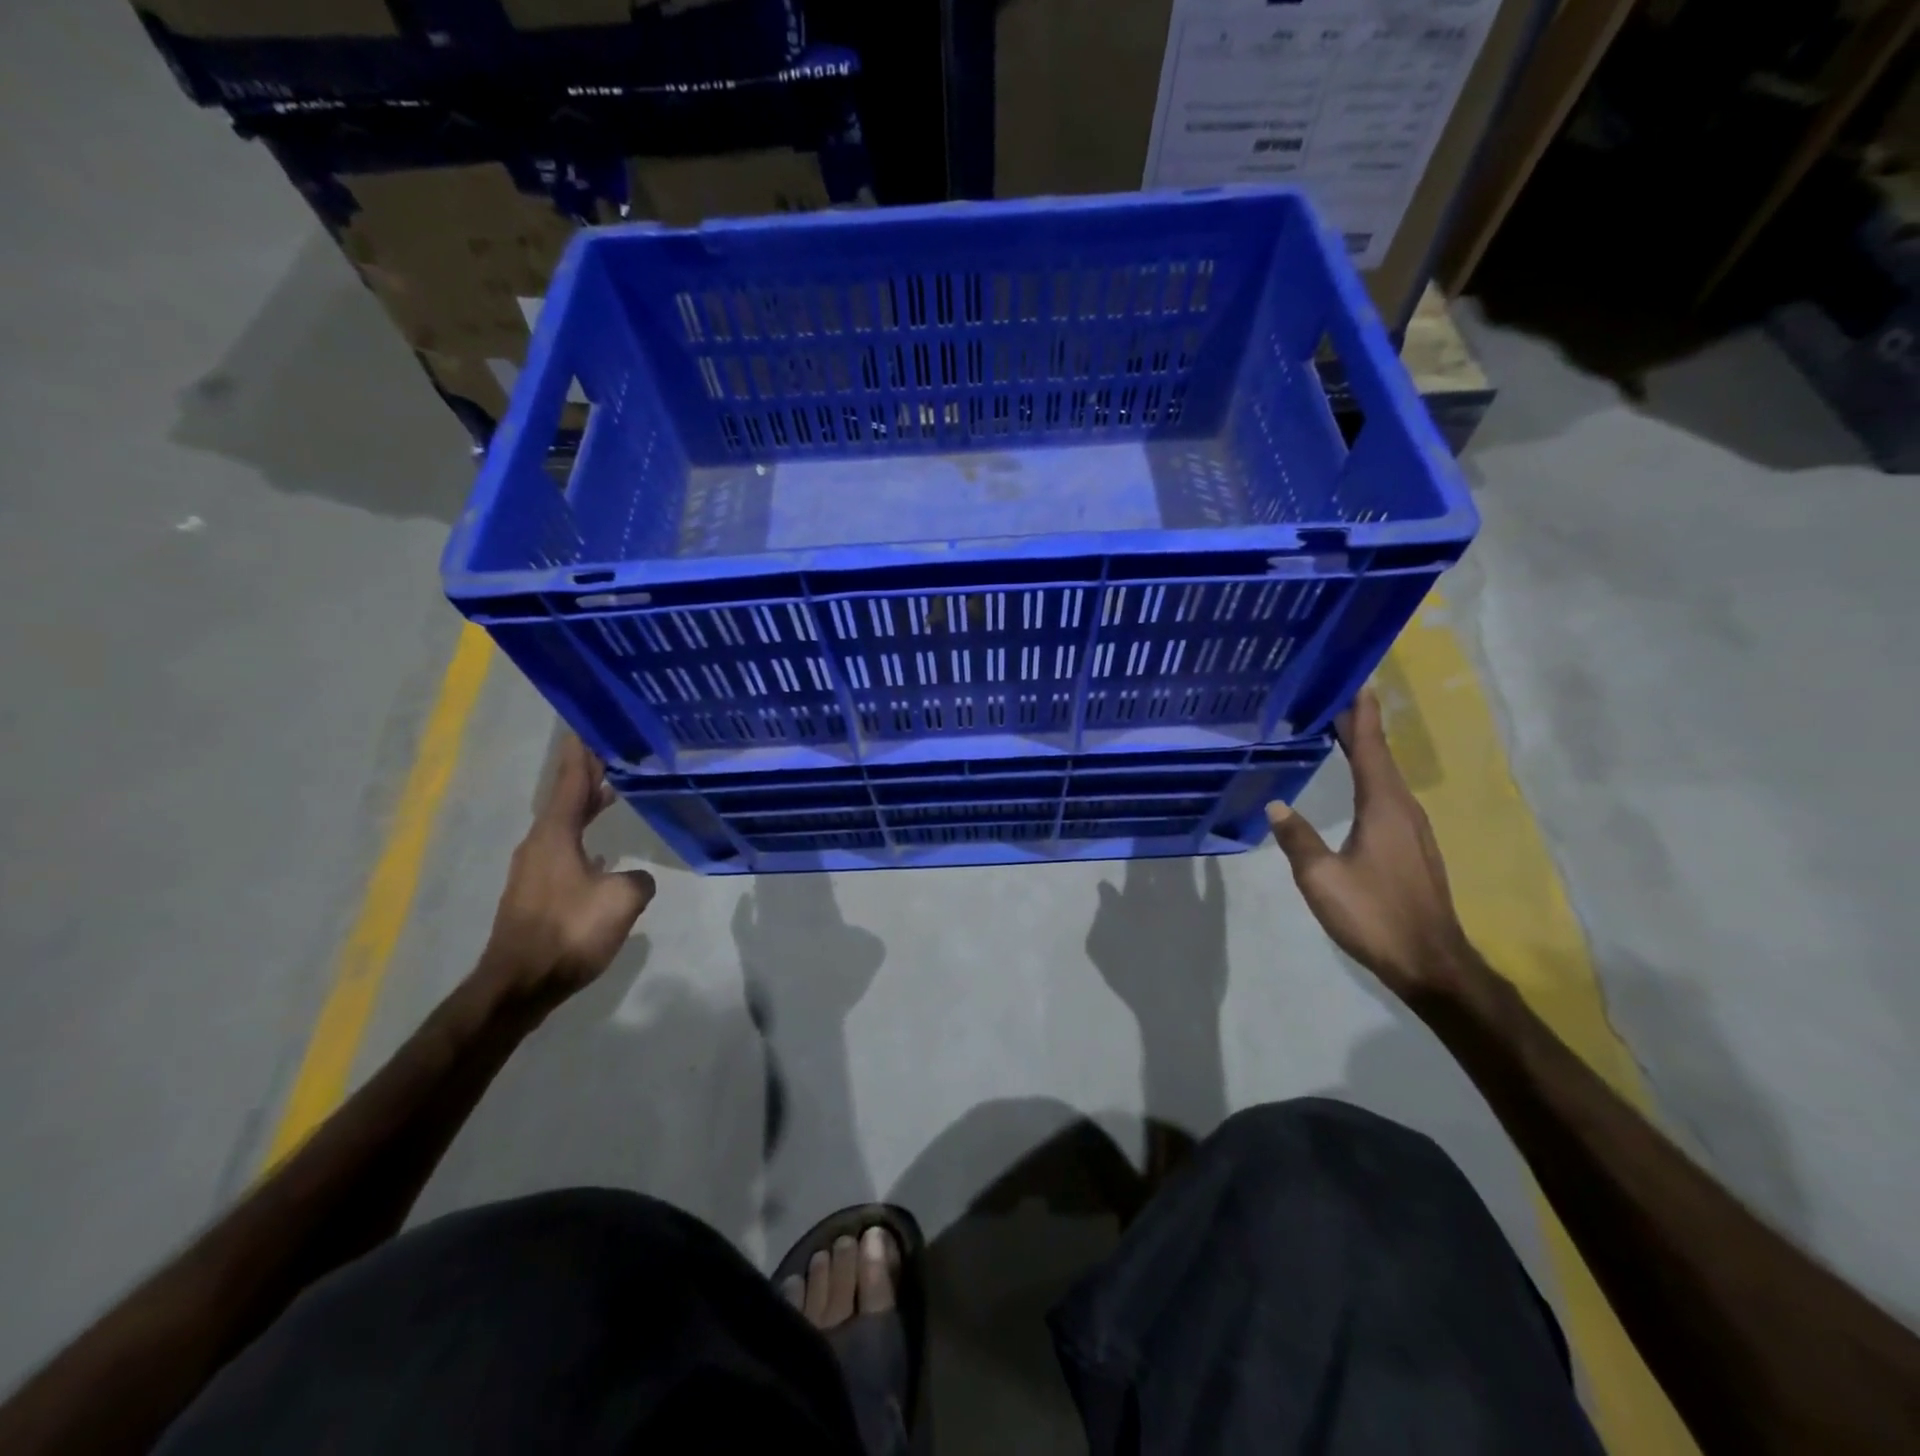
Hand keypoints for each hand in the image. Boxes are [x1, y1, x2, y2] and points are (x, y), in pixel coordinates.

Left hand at [484, 735, 655, 995]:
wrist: (519, 985)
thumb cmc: (569, 932)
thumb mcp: (621, 900)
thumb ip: (637, 880)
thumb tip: (634, 878)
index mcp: (555, 835)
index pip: (570, 782)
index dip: (582, 754)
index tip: (587, 726)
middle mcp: (540, 845)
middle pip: (566, 799)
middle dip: (588, 776)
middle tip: (612, 752)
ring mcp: (536, 870)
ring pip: (565, 825)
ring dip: (587, 807)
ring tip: (613, 792)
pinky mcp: (538, 893)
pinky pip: (566, 849)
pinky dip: (585, 837)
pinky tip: (604, 851)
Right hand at [1266, 689, 1473, 1001]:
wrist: (1430, 962)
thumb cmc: (1374, 915)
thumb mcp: (1321, 878)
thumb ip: (1298, 838)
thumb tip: (1276, 804)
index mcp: (1384, 807)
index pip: (1369, 748)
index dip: (1360, 715)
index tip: (1355, 682)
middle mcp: (1403, 808)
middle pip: (1380, 756)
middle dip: (1360, 725)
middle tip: (1336, 697)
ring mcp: (1412, 828)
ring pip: (1386, 775)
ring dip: (1365, 749)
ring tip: (1340, 730)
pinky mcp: (1412, 846)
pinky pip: (1388, 795)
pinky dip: (1371, 774)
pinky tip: (1357, 780)